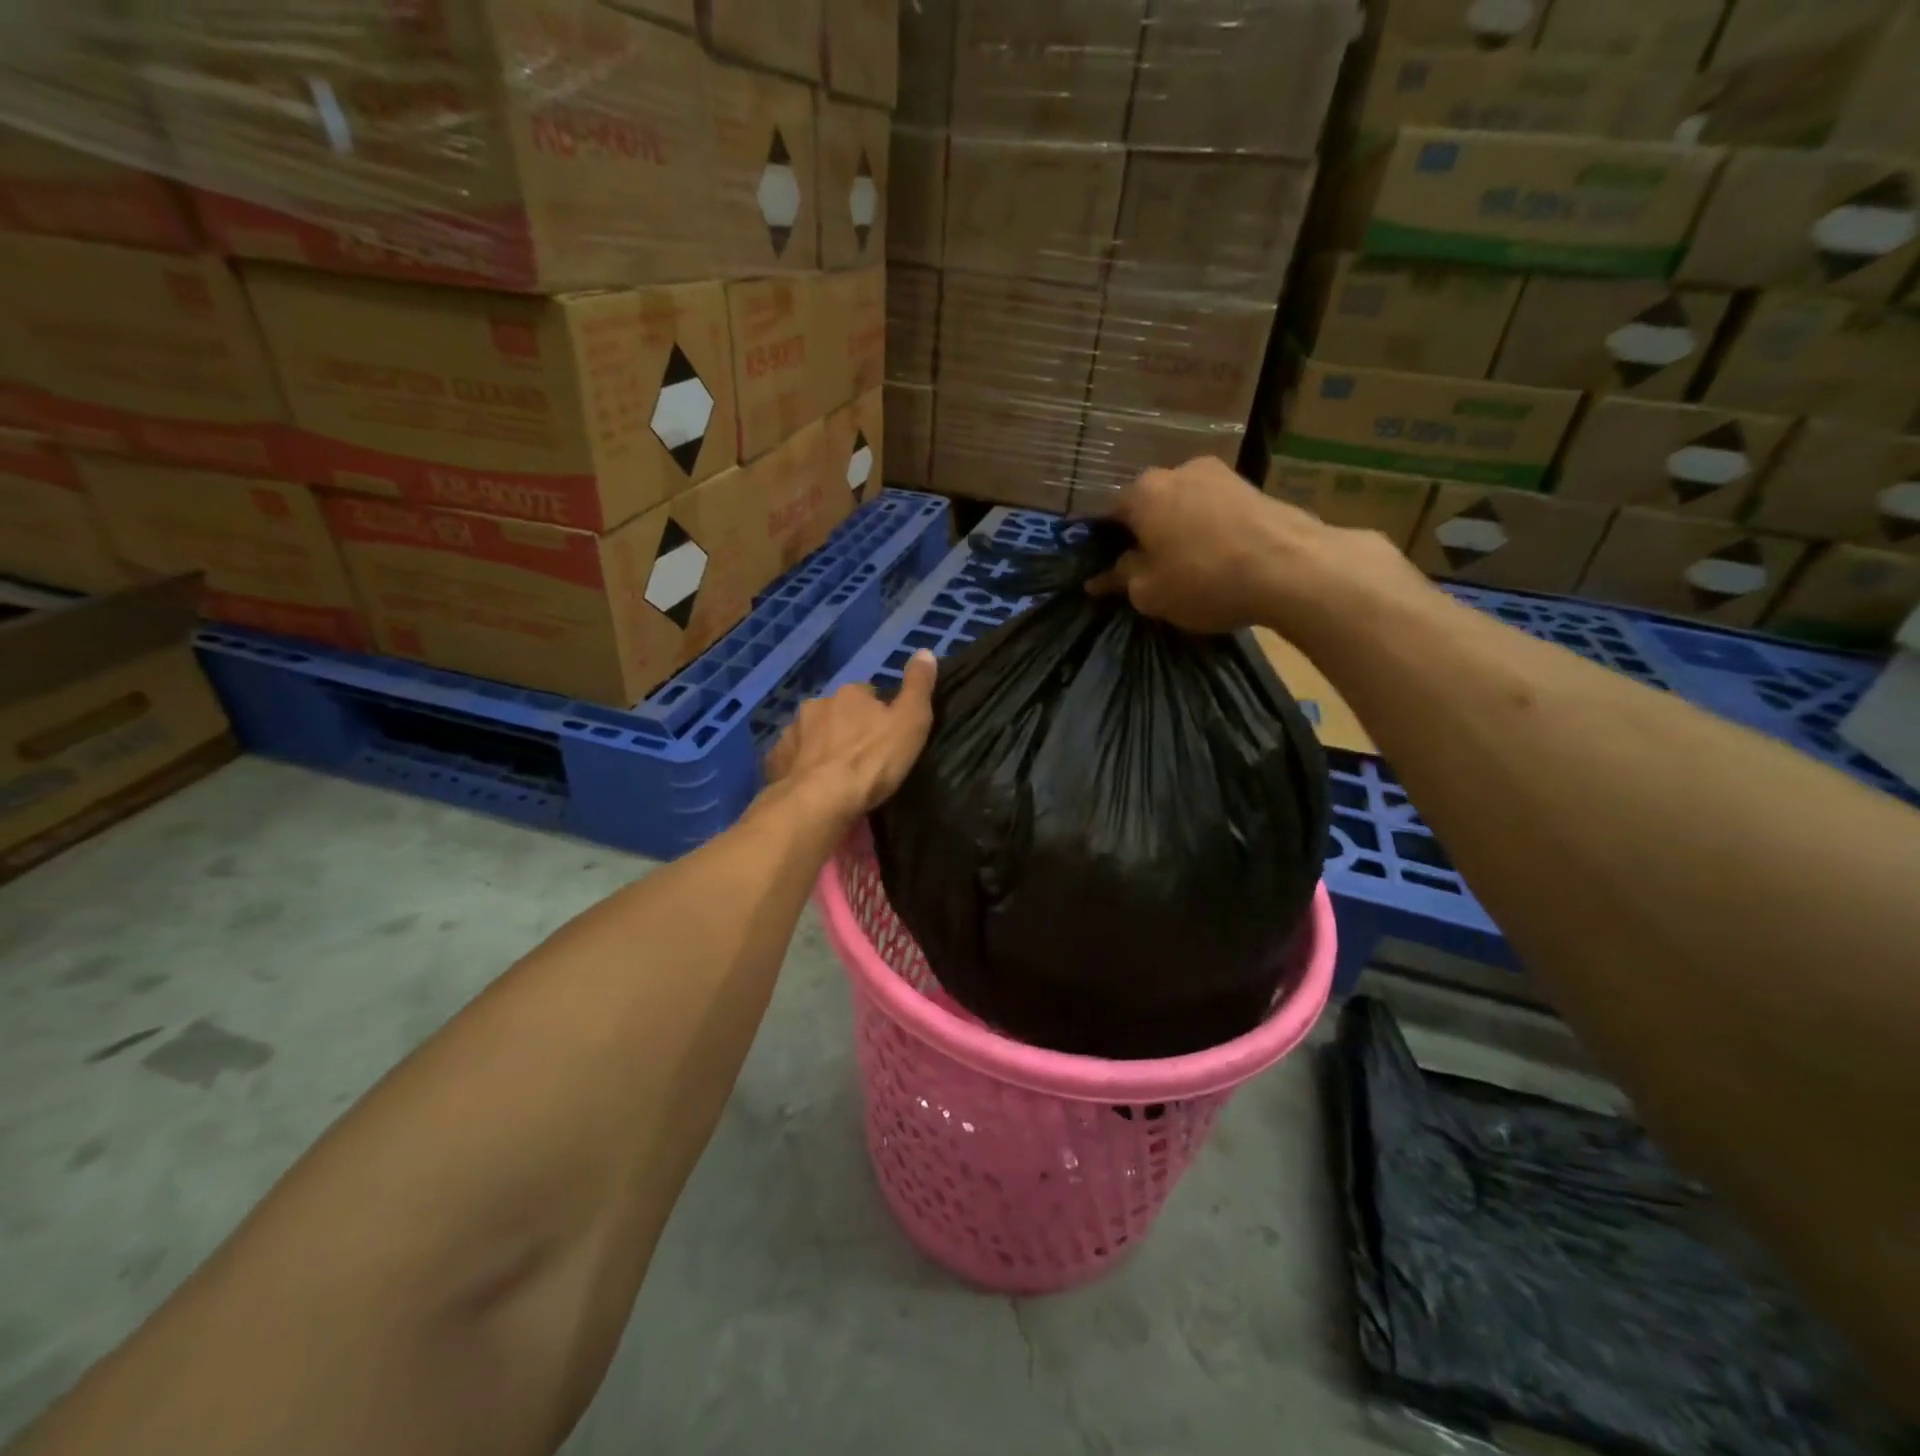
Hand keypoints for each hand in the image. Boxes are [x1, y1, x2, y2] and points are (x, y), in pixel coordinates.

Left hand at [764, 650, 937, 822]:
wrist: (821, 800)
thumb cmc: (873, 761)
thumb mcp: (911, 721)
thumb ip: (918, 686)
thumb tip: (924, 651)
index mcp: (850, 693)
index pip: (868, 694)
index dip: (879, 714)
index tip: (887, 735)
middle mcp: (817, 705)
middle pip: (837, 712)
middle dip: (848, 728)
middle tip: (863, 757)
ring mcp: (792, 732)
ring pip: (813, 734)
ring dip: (823, 746)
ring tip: (837, 774)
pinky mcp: (777, 760)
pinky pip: (793, 758)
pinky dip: (802, 766)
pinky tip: (812, 784)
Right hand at [1088, 457, 1422, 636]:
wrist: (1293, 568)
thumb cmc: (1204, 579)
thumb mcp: (1149, 593)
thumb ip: (1121, 579)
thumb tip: (1102, 576)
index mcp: (1144, 492)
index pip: (1111, 517)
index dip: (1107, 547)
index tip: (1111, 573)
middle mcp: (1180, 471)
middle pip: (1152, 507)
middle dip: (1148, 535)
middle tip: (1151, 572)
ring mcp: (1222, 475)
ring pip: (1187, 507)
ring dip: (1183, 532)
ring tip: (1190, 568)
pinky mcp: (1256, 487)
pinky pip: (1218, 512)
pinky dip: (1213, 532)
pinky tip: (1221, 560)